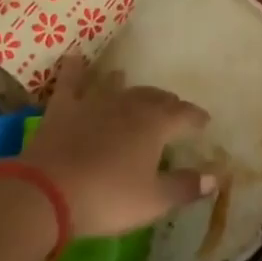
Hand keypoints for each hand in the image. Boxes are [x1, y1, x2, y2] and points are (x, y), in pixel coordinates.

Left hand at [23, 55, 215, 237]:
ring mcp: (94, 101)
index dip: (196, 118)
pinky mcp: (63, 107)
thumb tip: (214, 177)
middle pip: (153, 97)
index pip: (184, 114)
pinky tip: (75, 59)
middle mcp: (128, 104)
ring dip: (128, 85)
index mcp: (155, 124)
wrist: (47, 192)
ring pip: (117, 85)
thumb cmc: (108, 197)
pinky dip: (75, 69)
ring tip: (132, 85)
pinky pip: (71, 81)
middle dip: (166, 103)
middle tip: (173, 109)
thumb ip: (185, 187)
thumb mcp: (153, 201)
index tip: (204, 121)